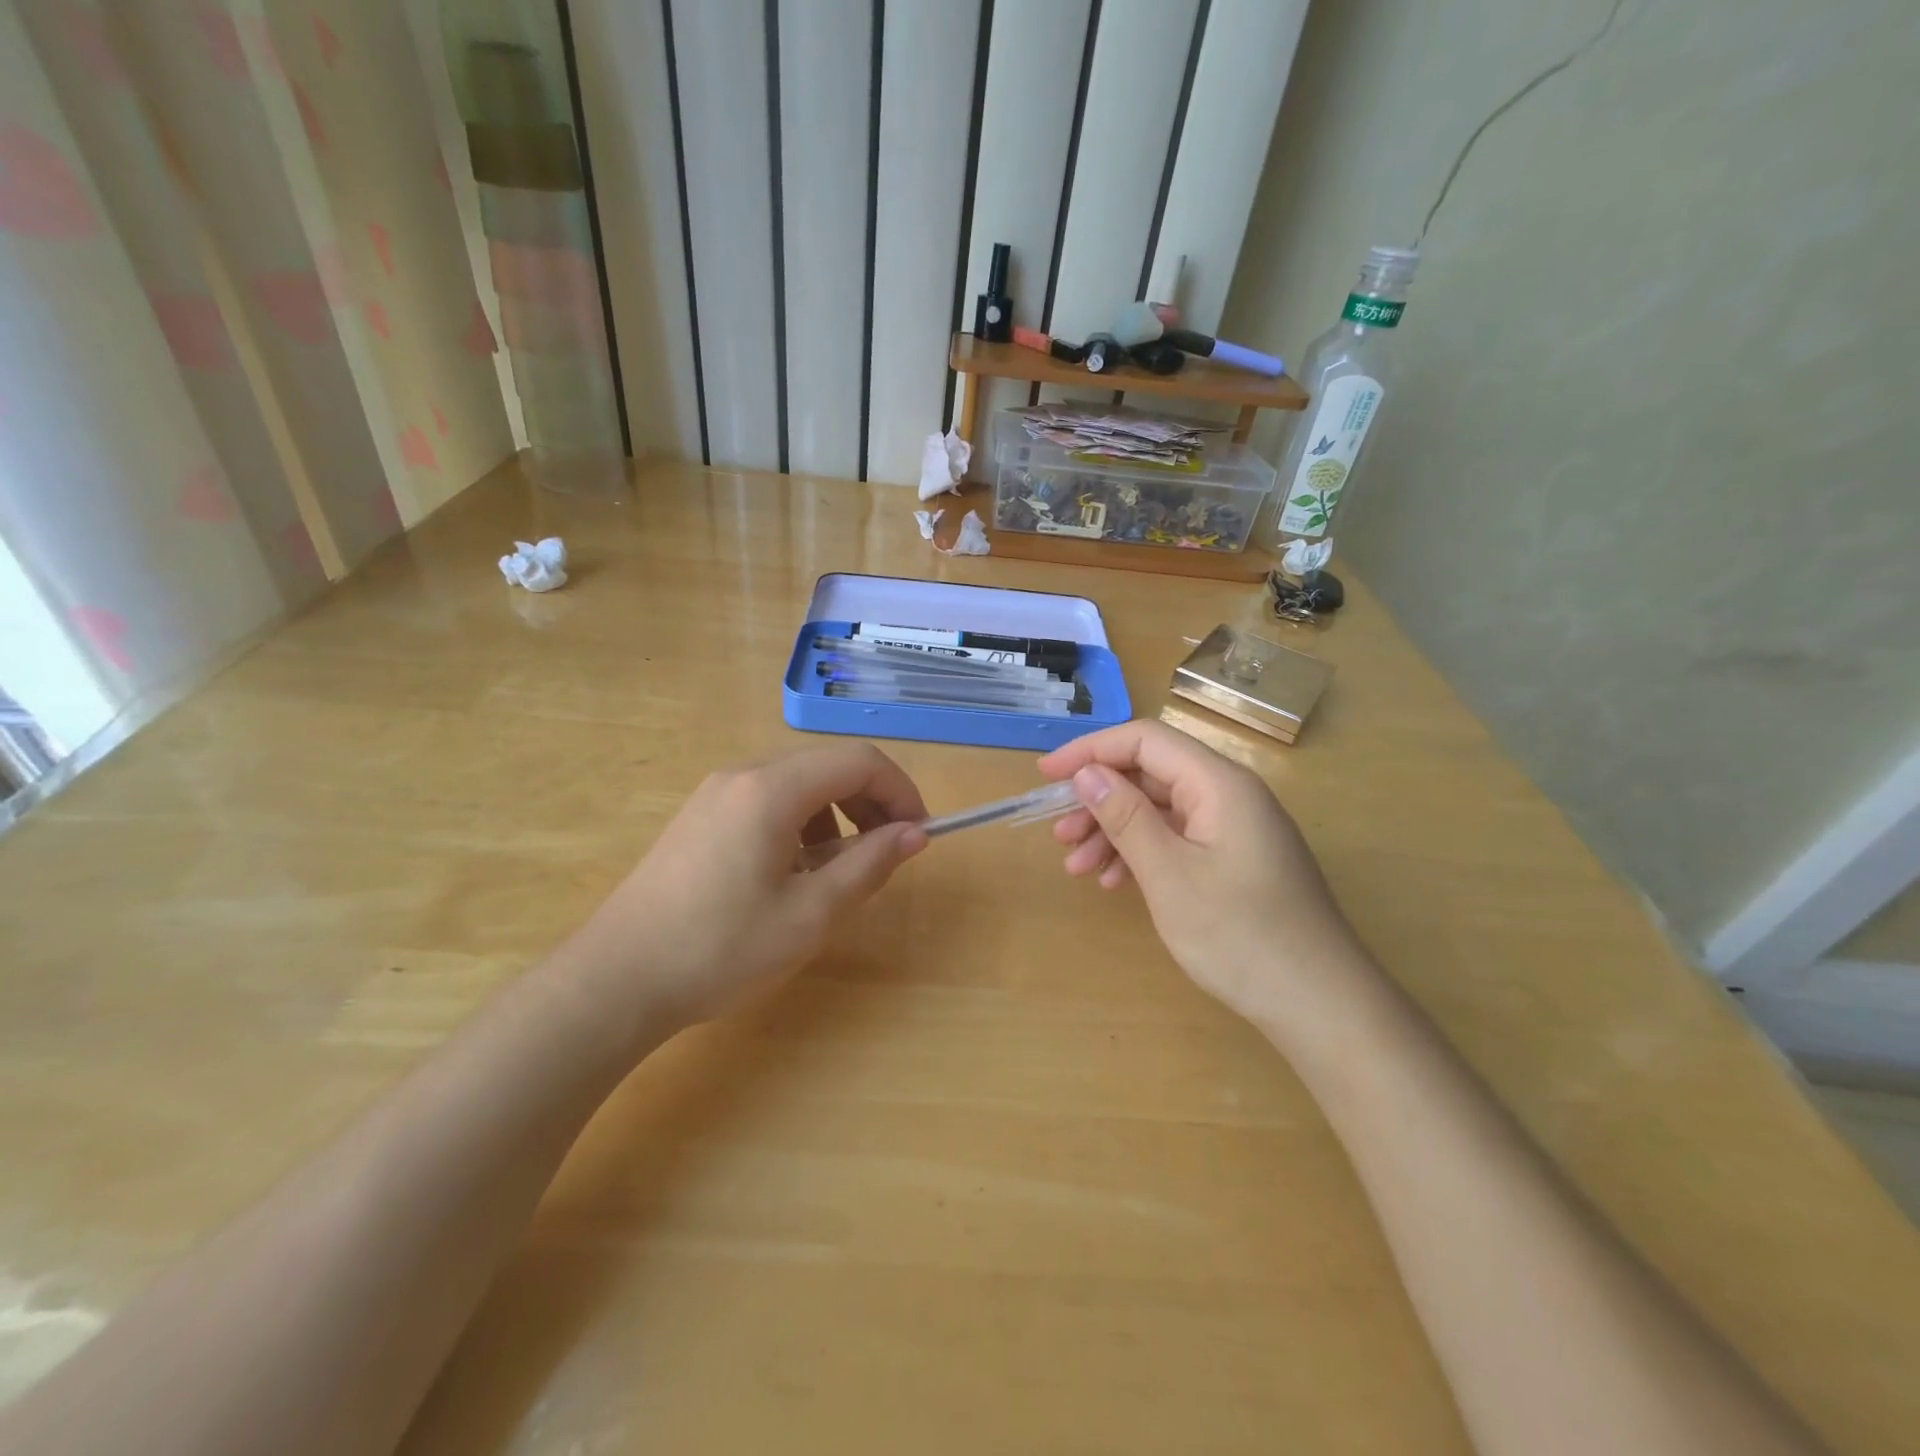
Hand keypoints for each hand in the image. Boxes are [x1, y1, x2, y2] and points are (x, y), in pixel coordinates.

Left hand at [560, 743, 928, 1033]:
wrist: (616, 979)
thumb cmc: (721, 949)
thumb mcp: (810, 914)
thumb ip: (869, 865)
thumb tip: (914, 834)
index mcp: (772, 790)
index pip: (859, 762)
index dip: (900, 791)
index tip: (918, 835)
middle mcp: (743, 775)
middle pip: (829, 766)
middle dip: (871, 803)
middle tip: (886, 855)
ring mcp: (715, 793)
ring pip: (799, 783)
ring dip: (837, 815)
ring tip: (838, 871)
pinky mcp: (700, 815)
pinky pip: (768, 800)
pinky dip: (801, 823)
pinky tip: (792, 873)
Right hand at [1038, 720, 1367, 1025]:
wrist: (1320, 1005)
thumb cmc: (1240, 937)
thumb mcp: (1170, 875)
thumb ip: (1126, 817)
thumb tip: (1086, 773)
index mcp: (1219, 784)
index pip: (1145, 740)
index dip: (1091, 751)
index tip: (1046, 776)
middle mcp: (1229, 795)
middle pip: (1151, 774)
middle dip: (1099, 800)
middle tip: (1059, 834)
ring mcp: (1235, 828)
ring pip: (1160, 809)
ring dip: (1114, 831)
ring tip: (1077, 867)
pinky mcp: (1235, 859)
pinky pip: (1178, 839)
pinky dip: (1142, 854)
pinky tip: (1114, 882)